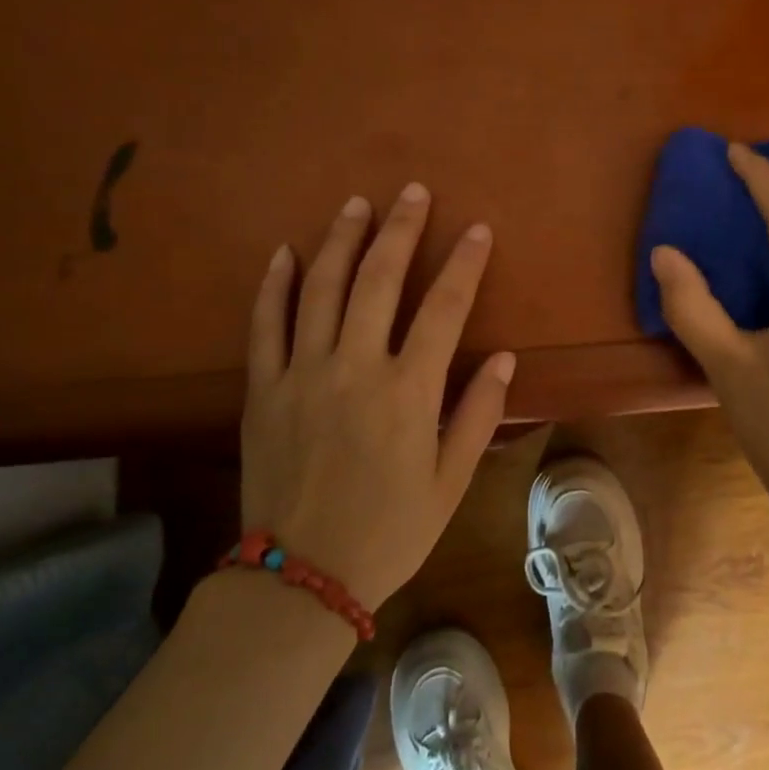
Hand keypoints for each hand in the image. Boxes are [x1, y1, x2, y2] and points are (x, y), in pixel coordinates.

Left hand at [241, 184, 514, 608]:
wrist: (301, 577)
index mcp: (408, 391)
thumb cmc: (389, 531)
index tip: (477, 230)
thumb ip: (478, 414)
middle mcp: (355, 368)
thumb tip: (506, 358)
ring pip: (321, 289)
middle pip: (379, 280)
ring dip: (341, 240)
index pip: (444, 308)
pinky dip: (275, 285)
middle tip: (412, 192)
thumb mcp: (450, 482)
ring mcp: (302, 373)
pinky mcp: (262, 388)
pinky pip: (265, 324)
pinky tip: (285, 253)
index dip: (464, 264)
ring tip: (356, 204)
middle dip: (400, 230)